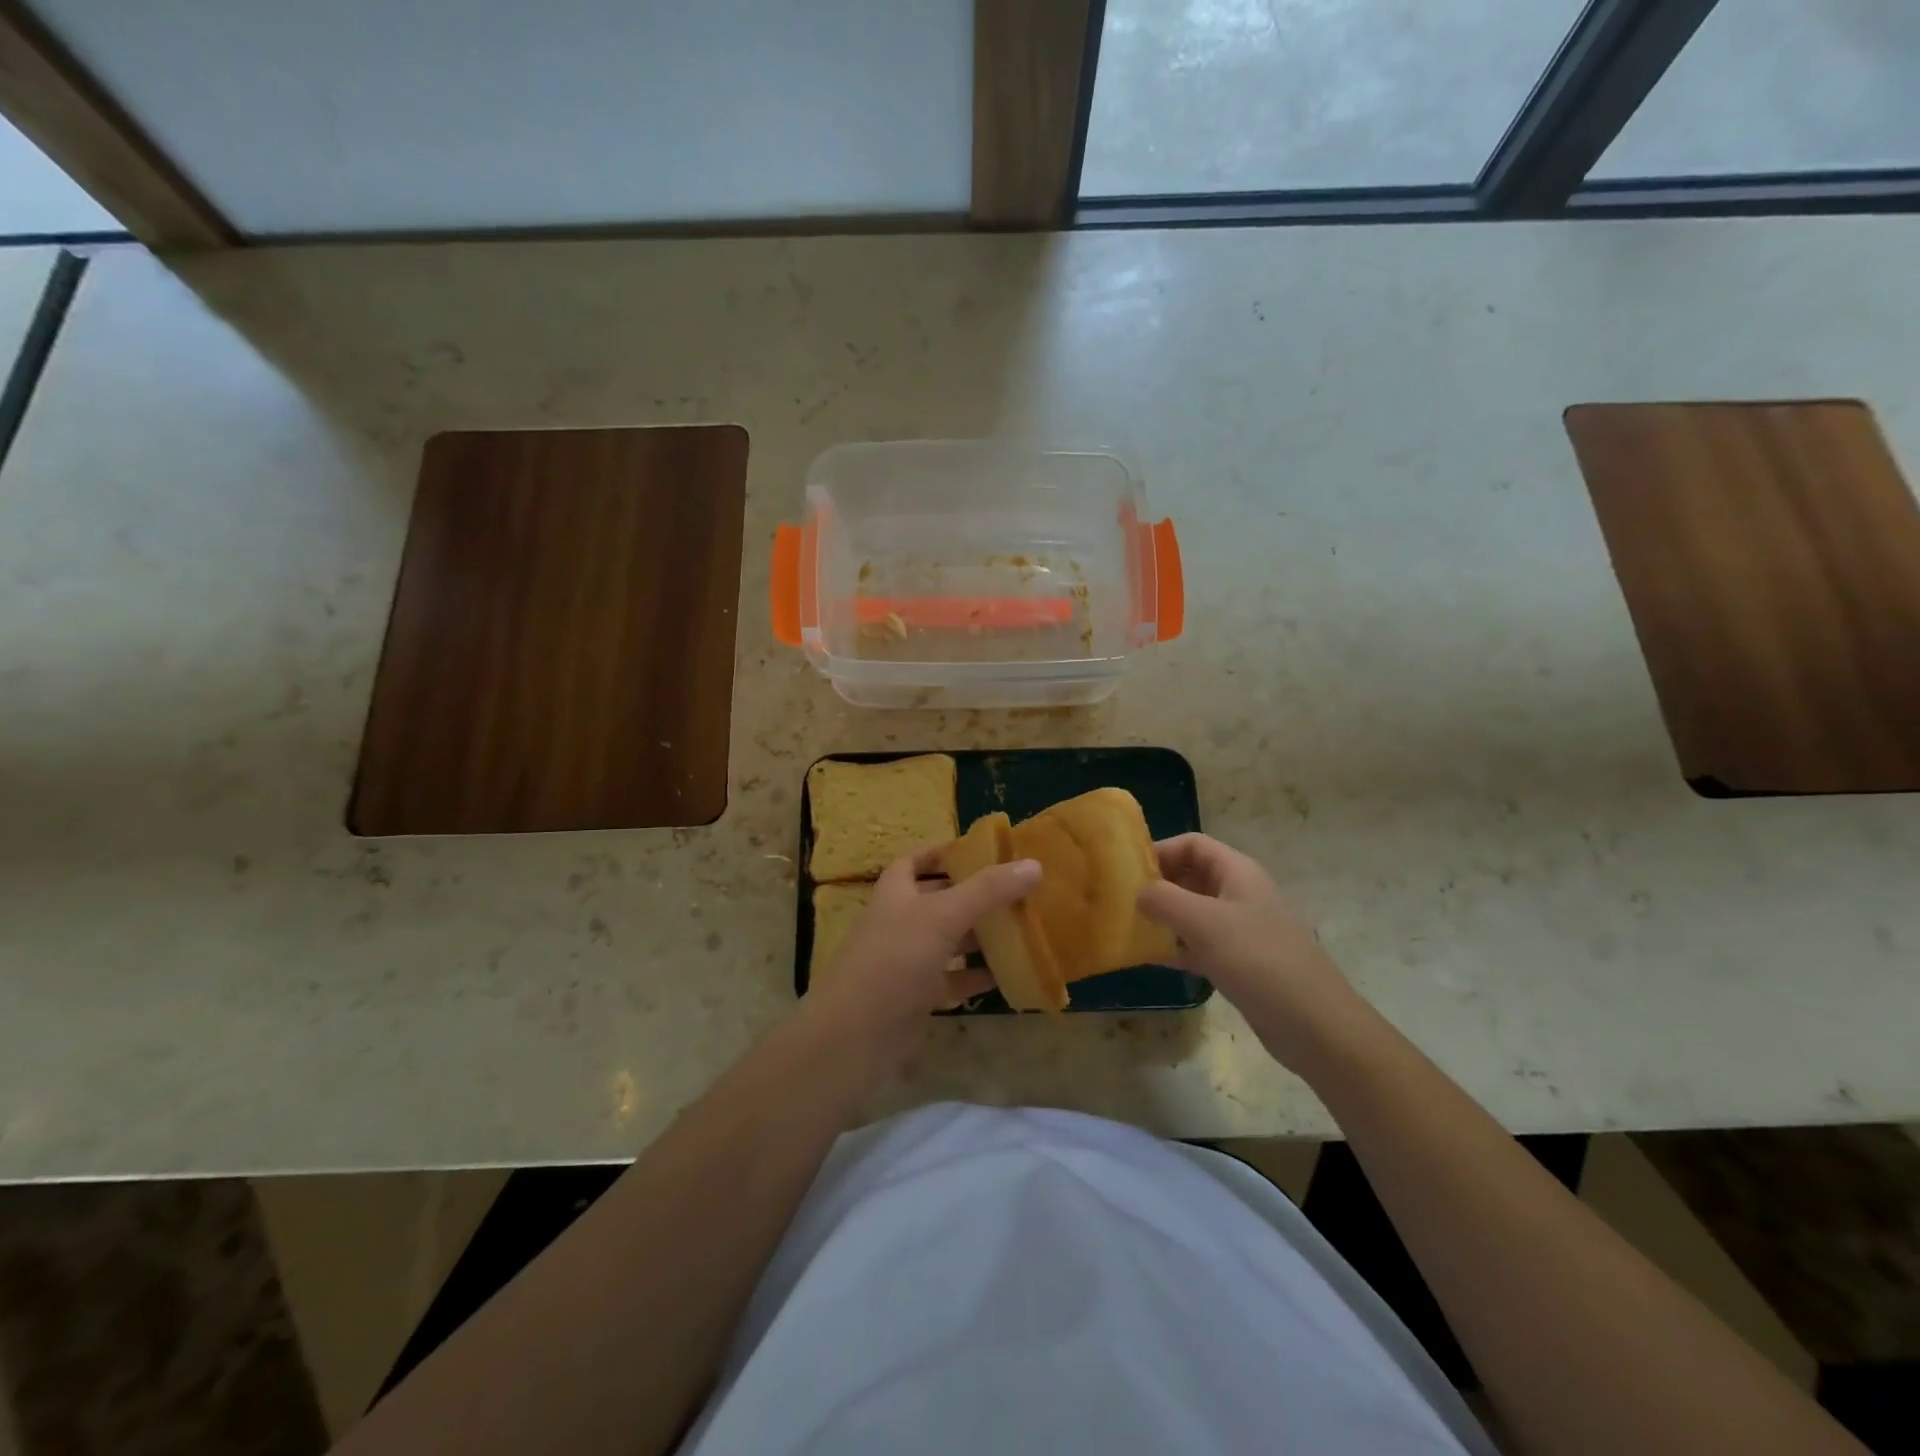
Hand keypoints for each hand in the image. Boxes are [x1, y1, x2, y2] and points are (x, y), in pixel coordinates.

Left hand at [802, 846, 1041, 1061]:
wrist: (855, 1035)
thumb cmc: (895, 960)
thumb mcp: (944, 916)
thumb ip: (988, 890)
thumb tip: (1034, 865)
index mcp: (895, 894)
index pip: (913, 862)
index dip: (939, 854)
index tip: (976, 852)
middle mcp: (898, 923)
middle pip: (936, 901)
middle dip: (970, 895)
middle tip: (1011, 891)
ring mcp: (905, 962)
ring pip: (946, 942)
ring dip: (977, 937)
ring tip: (1018, 928)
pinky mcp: (915, 998)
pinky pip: (951, 981)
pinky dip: (975, 977)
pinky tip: (1006, 974)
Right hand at [1136, 833, 1358, 1059]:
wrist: (1314, 1024)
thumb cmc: (1258, 960)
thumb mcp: (1204, 922)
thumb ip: (1164, 899)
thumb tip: (1138, 892)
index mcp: (1237, 872)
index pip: (1193, 844)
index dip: (1160, 850)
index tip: (1127, 870)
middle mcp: (1239, 894)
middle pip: (1191, 876)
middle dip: (1157, 884)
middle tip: (1120, 899)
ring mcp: (1241, 930)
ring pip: (1193, 912)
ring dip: (1163, 918)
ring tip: (1129, 927)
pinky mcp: (1239, 963)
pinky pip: (1199, 945)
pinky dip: (1176, 947)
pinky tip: (1150, 959)